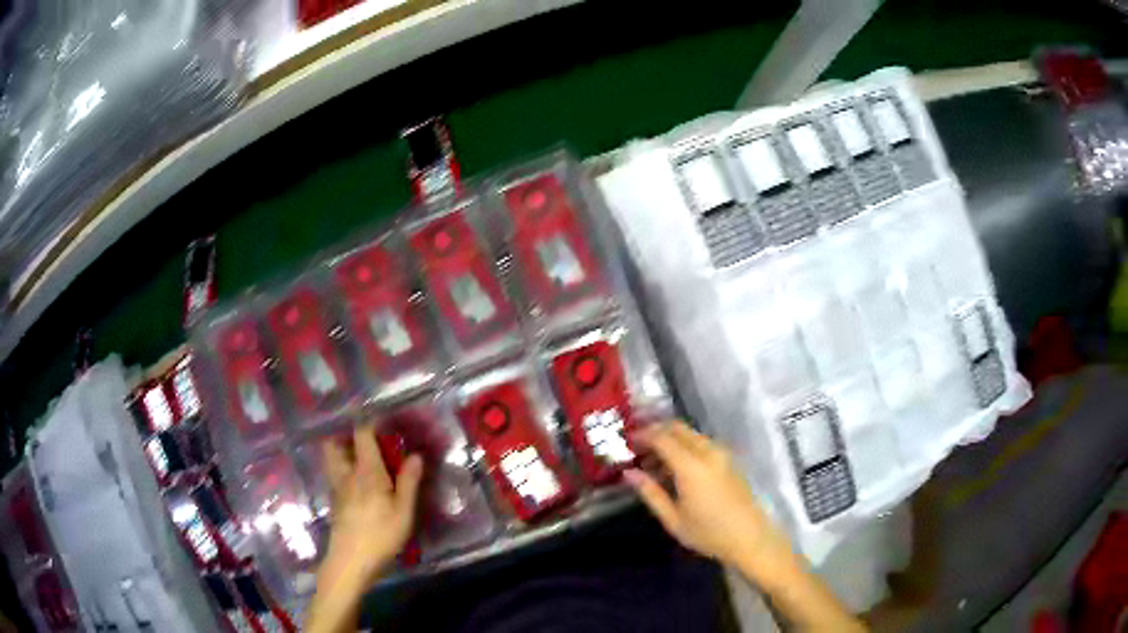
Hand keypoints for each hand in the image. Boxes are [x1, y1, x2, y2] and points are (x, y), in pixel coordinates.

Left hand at [317, 425, 423, 590]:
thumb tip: (415, 455)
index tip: (384, 421)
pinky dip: (341, 469)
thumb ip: (409, 482)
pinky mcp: (334, 501)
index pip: (361, 434)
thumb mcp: (404, 512)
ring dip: (340, 451)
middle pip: (334, 443)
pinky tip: (356, 481)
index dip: (371, 423)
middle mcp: (346, 473)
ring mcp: (336, 487)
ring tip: (359, 458)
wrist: (351, 561)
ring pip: (331, 459)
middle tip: (364, 440)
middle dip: (345, 435)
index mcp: (366, 471)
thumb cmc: (380, 535)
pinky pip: (334, 474)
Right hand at [625, 421, 789, 567]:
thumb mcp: (673, 519)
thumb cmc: (708, 533)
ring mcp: (722, 454)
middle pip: (678, 428)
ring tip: (654, 461)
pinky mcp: (729, 460)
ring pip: (691, 434)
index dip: (642, 435)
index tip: (626, 441)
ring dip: (671, 439)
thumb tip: (629, 473)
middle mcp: (708, 452)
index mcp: (691, 466)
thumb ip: (650, 493)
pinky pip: (702, 443)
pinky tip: (676, 467)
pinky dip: (685, 446)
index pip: (662, 438)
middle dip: (656, 431)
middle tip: (637, 446)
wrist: (750, 538)